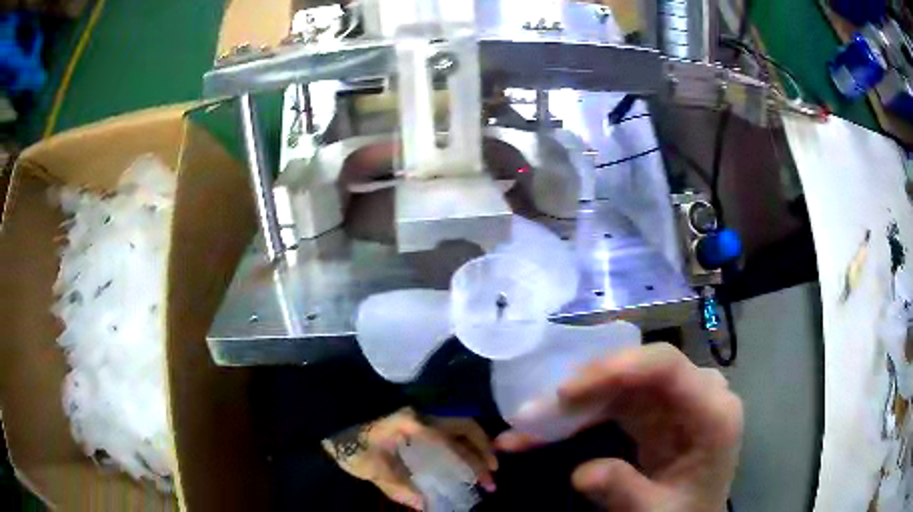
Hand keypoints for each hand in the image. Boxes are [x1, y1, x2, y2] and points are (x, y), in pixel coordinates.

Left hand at [323, 408, 497, 509]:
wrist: (334, 428)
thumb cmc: (353, 448)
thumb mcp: (374, 470)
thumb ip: (400, 488)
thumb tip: (426, 505)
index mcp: (411, 424)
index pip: (449, 441)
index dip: (469, 461)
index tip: (483, 479)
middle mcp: (422, 415)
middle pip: (464, 425)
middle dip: (483, 449)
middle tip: (493, 472)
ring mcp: (421, 416)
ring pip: (460, 425)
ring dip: (478, 444)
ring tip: (488, 467)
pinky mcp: (419, 423)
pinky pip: (451, 430)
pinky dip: (465, 443)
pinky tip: (468, 460)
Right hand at [495, 343, 742, 511]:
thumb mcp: (657, 511)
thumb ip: (626, 491)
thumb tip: (581, 473)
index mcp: (713, 412)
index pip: (667, 367)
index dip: (614, 368)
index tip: (564, 393)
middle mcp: (697, 392)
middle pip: (635, 372)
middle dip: (581, 391)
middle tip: (531, 416)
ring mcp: (674, 398)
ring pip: (617, 385)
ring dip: (572, 406)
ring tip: (526, 426)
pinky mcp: (655, 408)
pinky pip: (613, 401)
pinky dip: (578, 416)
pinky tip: (546, 429)